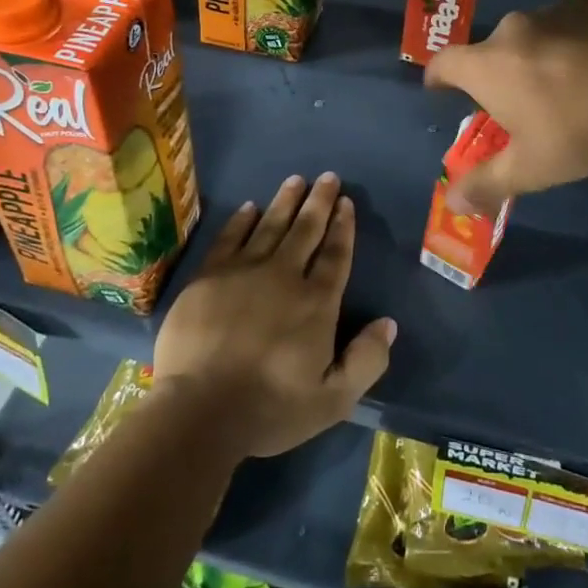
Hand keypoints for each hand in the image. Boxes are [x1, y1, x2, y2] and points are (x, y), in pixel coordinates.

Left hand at [152, 173, 394, 459]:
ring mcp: (243, 272)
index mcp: (316, 302)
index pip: (335, 255)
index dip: (343, 227)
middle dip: (319, 202)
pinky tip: (250, 208)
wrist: (199, 411)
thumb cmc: (270, 407)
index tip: (346, 202)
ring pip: (270, 225)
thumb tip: (388, 324)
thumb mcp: (333, 399)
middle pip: (306, 230)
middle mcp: (284, 276)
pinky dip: (242, 221)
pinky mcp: (209, 277)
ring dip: (285, 201)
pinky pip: (230, 238)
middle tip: (327, 176)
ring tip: (296, 180)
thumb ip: (366, 360)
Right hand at [425, 0, 587, 213]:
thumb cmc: (576, 127)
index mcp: (487, 65)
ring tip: (560, 85)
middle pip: (490, 50)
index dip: (437, 77)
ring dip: (536, 57)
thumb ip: (487, 184)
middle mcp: (513, 30)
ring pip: (531, 36)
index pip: (443, 63)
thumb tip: (450, 204)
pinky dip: (571, 45)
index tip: (438, 89)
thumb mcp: (530, 167)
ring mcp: (553, 13)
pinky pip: (568, 27)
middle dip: (495, 73)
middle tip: (513, 102)